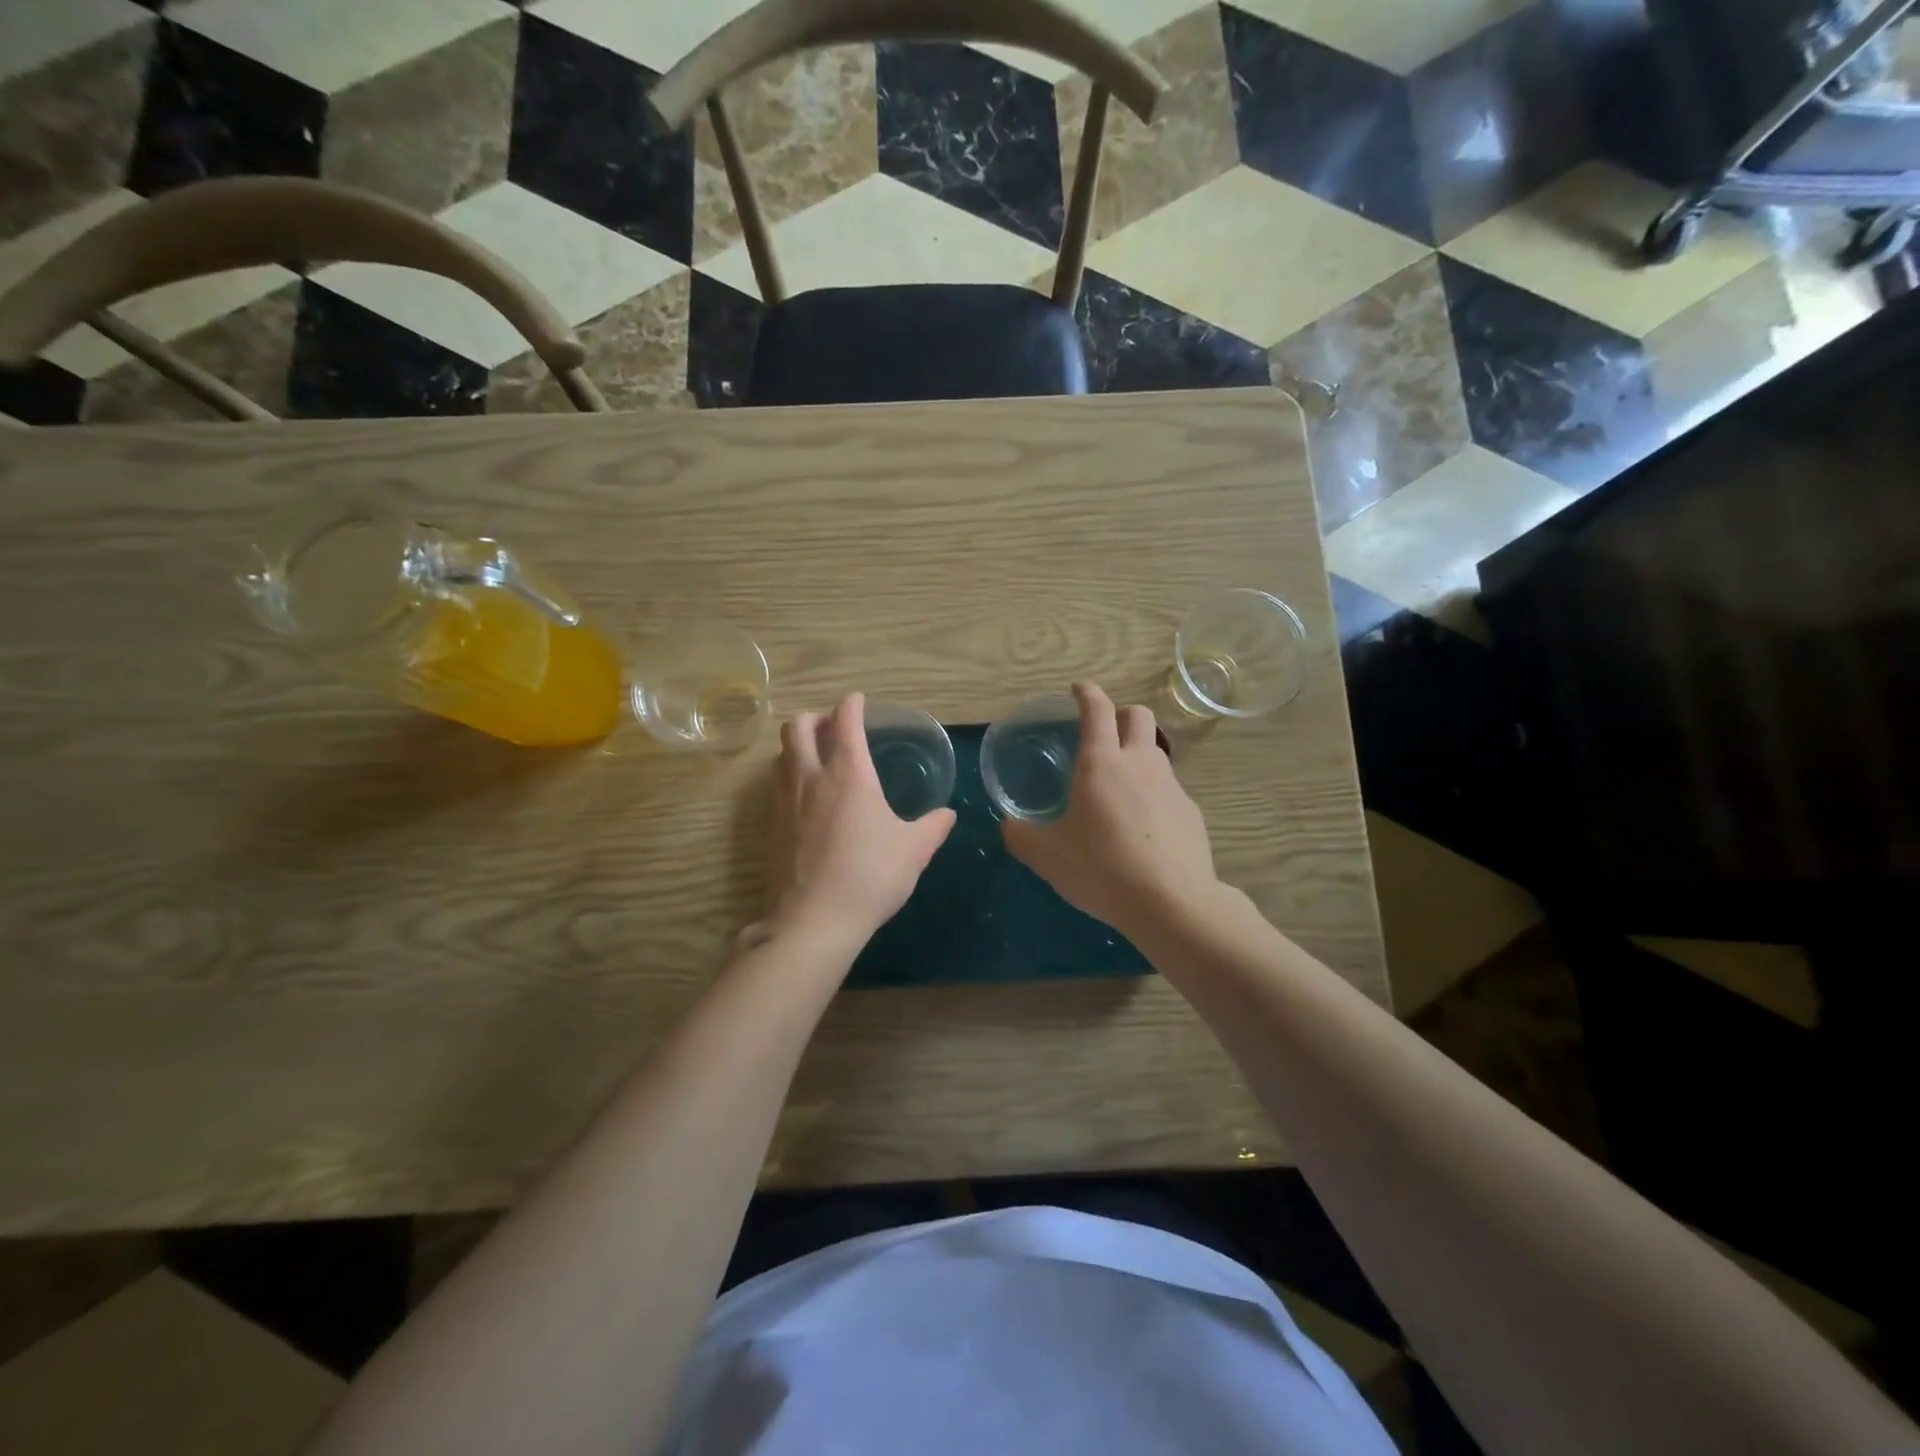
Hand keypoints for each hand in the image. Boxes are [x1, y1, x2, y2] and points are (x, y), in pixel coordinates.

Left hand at [753, 693, 956, 948]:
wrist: (814, 920)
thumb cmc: (870, 876)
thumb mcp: (914, 851)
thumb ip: (933, 827)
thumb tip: (948, 815)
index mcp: (849, 774)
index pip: (845, 721)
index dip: (852, 704)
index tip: (859, 701)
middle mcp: (811, 777)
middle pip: (799, 727)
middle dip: (816, 717)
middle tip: (834, 727)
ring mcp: (786, 801)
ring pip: (781, 753)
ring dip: (798, 744)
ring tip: (817, 756)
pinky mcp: (772, 826)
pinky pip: (776, 784)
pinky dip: (789, 773)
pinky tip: (806, 795)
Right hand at [1001, 682, 1220, 938]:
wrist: (1173, 903)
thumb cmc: (1102, 869)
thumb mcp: (1048, 857)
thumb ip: (1022, 836)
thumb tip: (1008, 826)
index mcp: (1101, 763)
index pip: (1096, 710)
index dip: (1086, 693)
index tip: (1078, 689)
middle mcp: (1139, 763)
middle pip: (1138, 715)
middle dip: (1120, 713)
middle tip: (1103, 732)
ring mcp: (1171, 786)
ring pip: (1156, 751)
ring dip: (1138, 753)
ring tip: (1119, 784)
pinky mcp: (1191, 812)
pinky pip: (1169, 788)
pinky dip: (1153, 792)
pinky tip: (1142, 825)